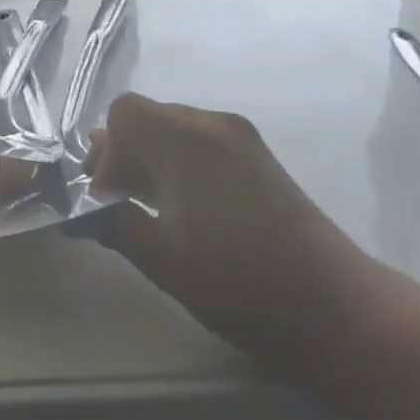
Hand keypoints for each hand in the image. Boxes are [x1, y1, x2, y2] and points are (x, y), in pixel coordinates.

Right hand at [88, 94, 381, 378]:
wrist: (332, 305)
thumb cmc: (237, 281)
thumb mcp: (161, 258)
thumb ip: (115, 222)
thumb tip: (87, 207)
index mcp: (186, 139)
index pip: (124, 113)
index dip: (106, 153)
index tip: (108, 199)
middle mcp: (213, 124)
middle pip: (149, 117)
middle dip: (125, 154)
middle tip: (119, 204)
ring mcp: (241, 138)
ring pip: (176, 129)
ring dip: (152, 159)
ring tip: (150, 209)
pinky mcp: (259, 158)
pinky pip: (203, 143)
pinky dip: (181, 164)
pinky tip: (185, 209)